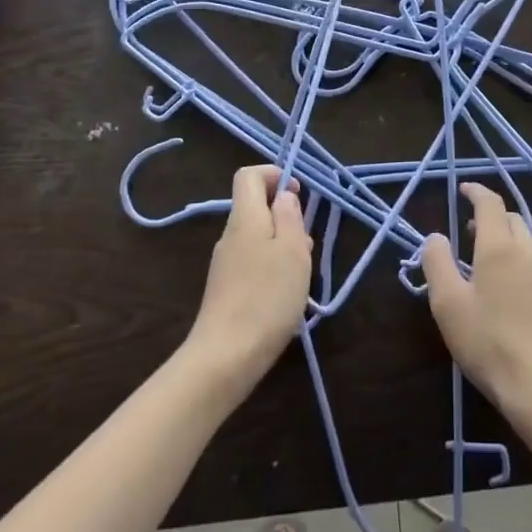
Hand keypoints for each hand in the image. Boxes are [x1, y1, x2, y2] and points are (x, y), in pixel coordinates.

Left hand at [186, 166, 313, 394]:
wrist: (226, 357)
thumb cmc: (266, 297)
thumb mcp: (291, 250)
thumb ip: (289, 215)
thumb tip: (283, 194)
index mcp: (245, 218)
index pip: (249, 175)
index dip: (274, 175)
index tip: (298, 194)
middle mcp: (230, 235)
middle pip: (256, 207)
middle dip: (286, 217)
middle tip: (305, 244)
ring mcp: (225, 263)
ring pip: (258, 237)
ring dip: (283, 245)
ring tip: (300, 274)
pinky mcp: (226, 289)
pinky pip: (253, 262)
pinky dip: (273, 268)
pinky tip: (286, 295)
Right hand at [421, 183, 531, 431]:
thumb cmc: (489, 342)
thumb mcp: (448, 304)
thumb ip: (437, 263)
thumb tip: (435, 236)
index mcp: (500, 246)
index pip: (490, 203)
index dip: (475, 191)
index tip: (462, 189)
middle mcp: (528, 252)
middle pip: (510, 218)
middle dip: (489, 216)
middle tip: (466, 228)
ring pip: (525, 241)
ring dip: (503, 238)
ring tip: (482, 258)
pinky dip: (516, 259)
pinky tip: (504, 288)